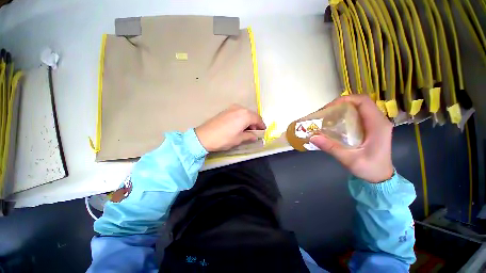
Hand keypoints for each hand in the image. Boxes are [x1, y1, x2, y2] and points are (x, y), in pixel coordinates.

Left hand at [195, 105, 265, 151]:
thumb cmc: (224, 138)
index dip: (262, 126)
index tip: (263, 132)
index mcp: (245, 115)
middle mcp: (240, 108)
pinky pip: (238, 113)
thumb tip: (255, 136)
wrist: (204, 136)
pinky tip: (239, 126)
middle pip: (252, 115)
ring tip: (246, 131)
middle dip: (255, 124)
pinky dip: (242, 119)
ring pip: (245, 114)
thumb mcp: (239, 139)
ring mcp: (232, 108)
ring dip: (248, 121)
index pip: (258, 119)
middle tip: (254, 133)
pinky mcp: (226, 110)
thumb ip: (249, 136)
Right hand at [310, 95, 393, 182]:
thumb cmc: (369, 169)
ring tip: (328, 116)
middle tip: (325, 112)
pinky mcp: (371, 128)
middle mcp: (379, 120)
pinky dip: (345, 115)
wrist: (381, 177)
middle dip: (341, 104)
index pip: (363, 101)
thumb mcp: (348, 159)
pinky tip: (335, 123)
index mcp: (377, 125)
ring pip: (359, 108)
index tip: (329, 107)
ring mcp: (376, 123)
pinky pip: (358, 115)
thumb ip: (331, 148)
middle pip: (360, 102)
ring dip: (342, 109)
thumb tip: (312, 137)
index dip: (345, 99)